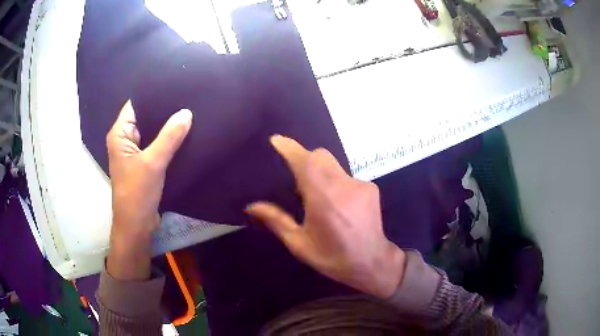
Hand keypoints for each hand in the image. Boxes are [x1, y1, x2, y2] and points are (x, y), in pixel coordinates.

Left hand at [106, 101, 191, 279]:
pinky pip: (156, 145)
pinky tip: (183, 133)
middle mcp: (125, 140)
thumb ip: (169, 137)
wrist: (137, 226)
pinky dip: (167, 140)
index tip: (174, 85)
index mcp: (119, 134)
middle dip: (162, 109)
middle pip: (144, 117)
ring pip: (151, 131)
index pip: (135, 105)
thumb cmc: (137, 193)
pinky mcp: (143, 163)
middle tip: (185, 97)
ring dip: (166, 125)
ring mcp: (134, 152)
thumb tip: (187, 113)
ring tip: (187, 111)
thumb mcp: (153, 163)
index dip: (152, 95)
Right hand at [246, 135, 405, 298]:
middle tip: (295, 179)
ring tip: (317, 197)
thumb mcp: (300, 244)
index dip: (290, 148)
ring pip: (333, 164)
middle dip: (304, 159)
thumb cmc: (333, 258)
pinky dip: (335, 182)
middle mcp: (343, 186)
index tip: (276, 140)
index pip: (305, 163)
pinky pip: (345, 175)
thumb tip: (251, 206)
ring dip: (320, 172)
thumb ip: (276, 221)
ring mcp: (360, 184)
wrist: (373, 263)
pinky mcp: (370, 187)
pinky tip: (338, 204)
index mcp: (323, 200)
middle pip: (320, 156)